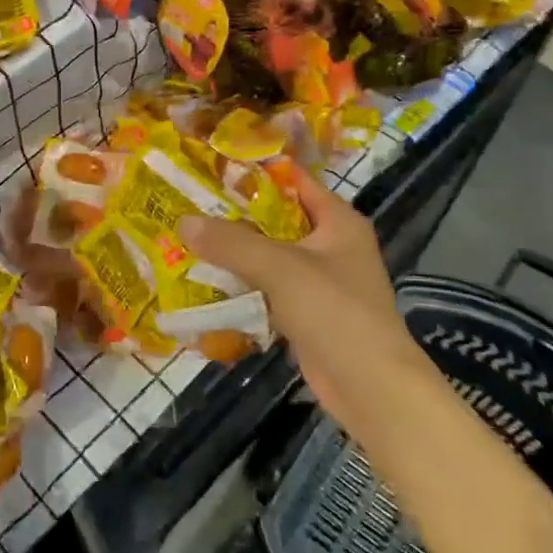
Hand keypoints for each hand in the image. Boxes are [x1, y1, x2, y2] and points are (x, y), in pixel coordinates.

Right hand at [181, 165, 422, 425]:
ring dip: (235, 251)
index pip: (295, 181)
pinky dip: (243, 285)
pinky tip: (207, 282)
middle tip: (189, 202)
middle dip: (236, 214)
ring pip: (270, 255)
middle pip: (278, 218)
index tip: (212, 165)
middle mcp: (331, 245)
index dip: (257, 171)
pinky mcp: (306, 313)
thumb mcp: (281, 268)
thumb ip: (232, 243)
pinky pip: (268, 288)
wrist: (371, 388)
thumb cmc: (335, 312)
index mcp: (338, 221)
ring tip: (189, 237)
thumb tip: (182, 220)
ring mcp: (319, 281)